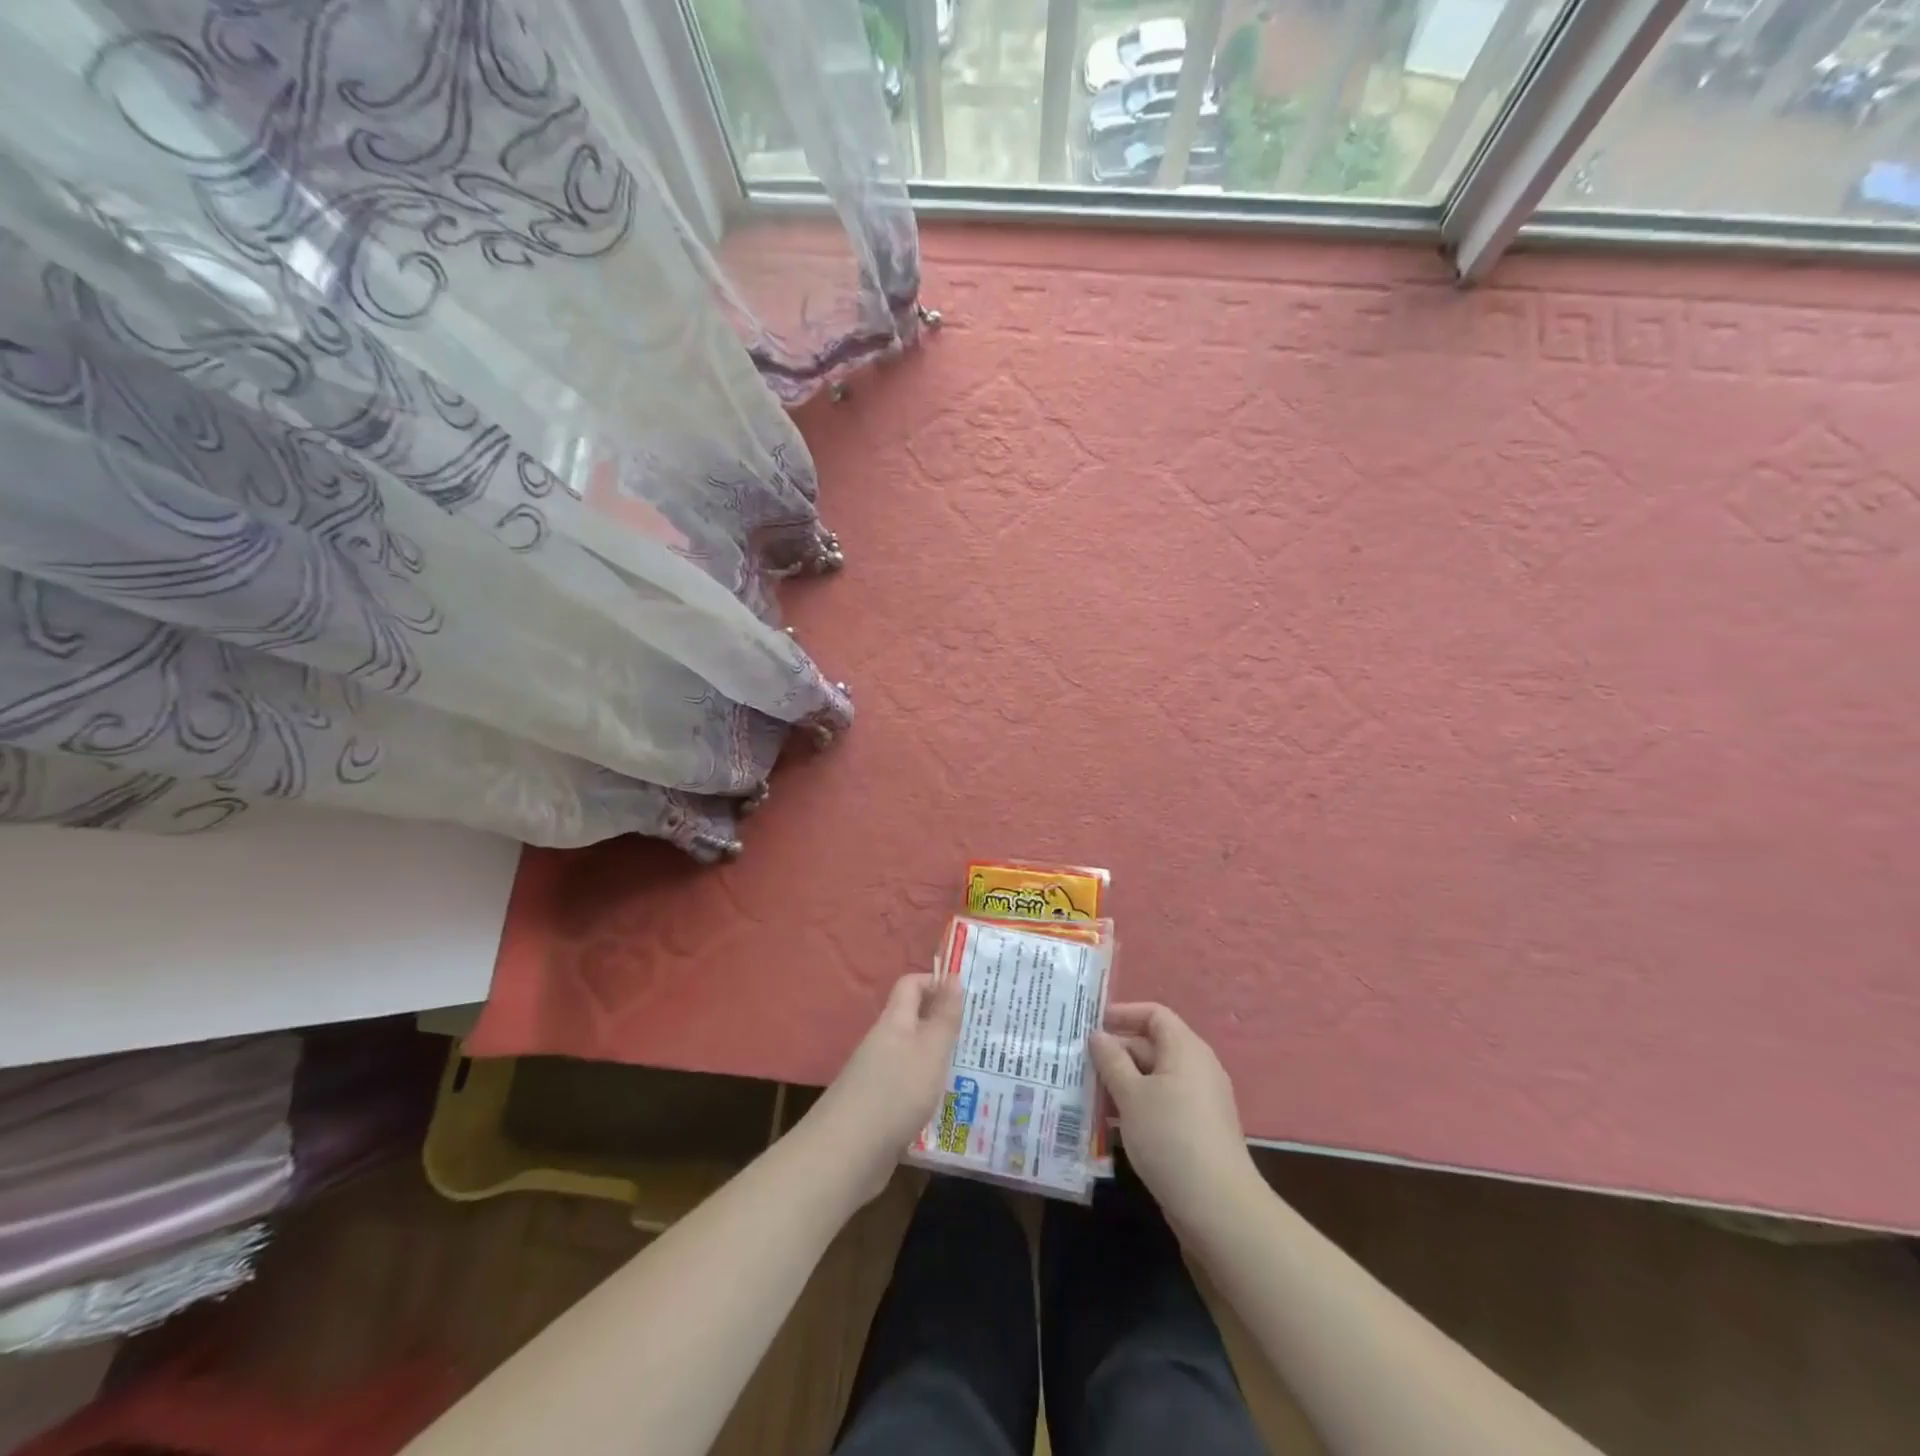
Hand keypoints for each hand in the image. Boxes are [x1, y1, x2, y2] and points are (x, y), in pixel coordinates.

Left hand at [806, 973, 963, 1204]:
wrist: (847, 1153)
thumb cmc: (896, 1091)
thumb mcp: (930, 1050)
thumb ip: (944, 1016)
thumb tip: (952, 975)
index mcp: (894, 1022)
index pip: (911, 985)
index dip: (935, 982)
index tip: (966, 996)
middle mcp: (883, 1043)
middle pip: (913, 1021)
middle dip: (943, 1025)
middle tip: (979, 1036)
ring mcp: (877, 1076)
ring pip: (912, 1057)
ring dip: (937, 1060)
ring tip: (972, 1072)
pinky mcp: (877, 1108)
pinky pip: (907, 1088)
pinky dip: (926, 1091)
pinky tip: (946, 1107)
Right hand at [1090, 1003, 1259, 1234]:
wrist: (1218, 1207)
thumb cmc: (1170, 1137)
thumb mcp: (1131, 1095)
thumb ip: (1111, 1060)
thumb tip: (1098, 1035)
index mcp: (1185, 1049)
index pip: (1154, 1014)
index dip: (1123, 1014)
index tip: (1091, 1025)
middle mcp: (1196, 1067)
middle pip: (1152, 1045)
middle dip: (1115, 1053)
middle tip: (1079, 1064)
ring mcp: (1199, 1100)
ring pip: (1153, 1078)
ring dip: (1122, 1082)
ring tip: (1087, 1093)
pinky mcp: (1197, 1129)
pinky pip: (1162, 1103)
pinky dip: (1137, 1105)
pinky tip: (1110, 1123)